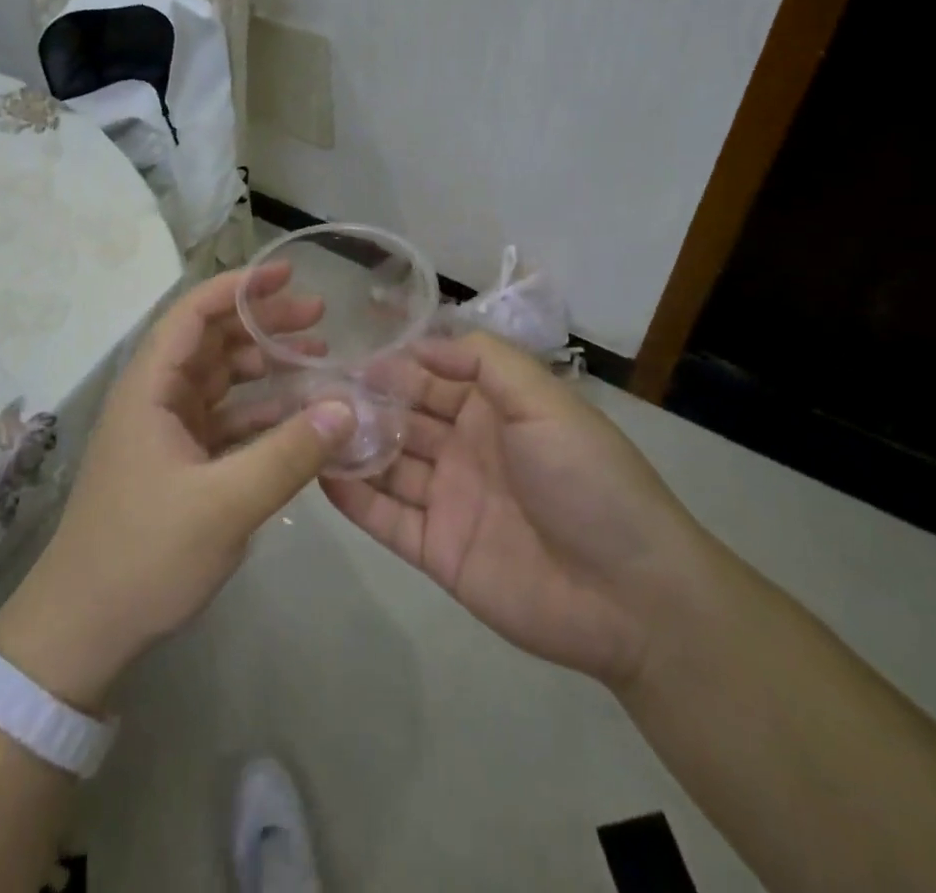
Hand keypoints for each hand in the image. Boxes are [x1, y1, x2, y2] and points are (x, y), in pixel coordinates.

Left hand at [0, 264, 354, 707]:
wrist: (83, 629)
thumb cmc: (144, 554)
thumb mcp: (224, 504)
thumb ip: (288, 454)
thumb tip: (346, 407)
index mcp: (150, 388)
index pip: (193, 314)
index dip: (239, 287)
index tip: (288, 274)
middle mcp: (156, 398)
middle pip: (213, 341)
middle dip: (263, 323)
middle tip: (320, 318)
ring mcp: (167, 431)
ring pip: (222, 380)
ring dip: (266, 367)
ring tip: (319, 361)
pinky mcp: (179, 463)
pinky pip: (227, 420)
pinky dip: (262, 412)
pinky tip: (300, 418)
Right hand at [323, 331, 707, 690]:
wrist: (631, 596)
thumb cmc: (587, 480)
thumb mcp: (544, 401)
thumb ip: (487, 360)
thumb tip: (422, 340)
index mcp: (494, 410)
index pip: (433, 374)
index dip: (395, 362)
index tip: (348, 350)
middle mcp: (465, 447)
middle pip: (403, 416)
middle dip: (364, 400)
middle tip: (311, 387)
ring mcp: (448, 499)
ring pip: (388, 463)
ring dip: (352, 443)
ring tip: (304, 424)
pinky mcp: (436, 549)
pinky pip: (385, 518)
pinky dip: (353, 497)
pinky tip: (319, 473)